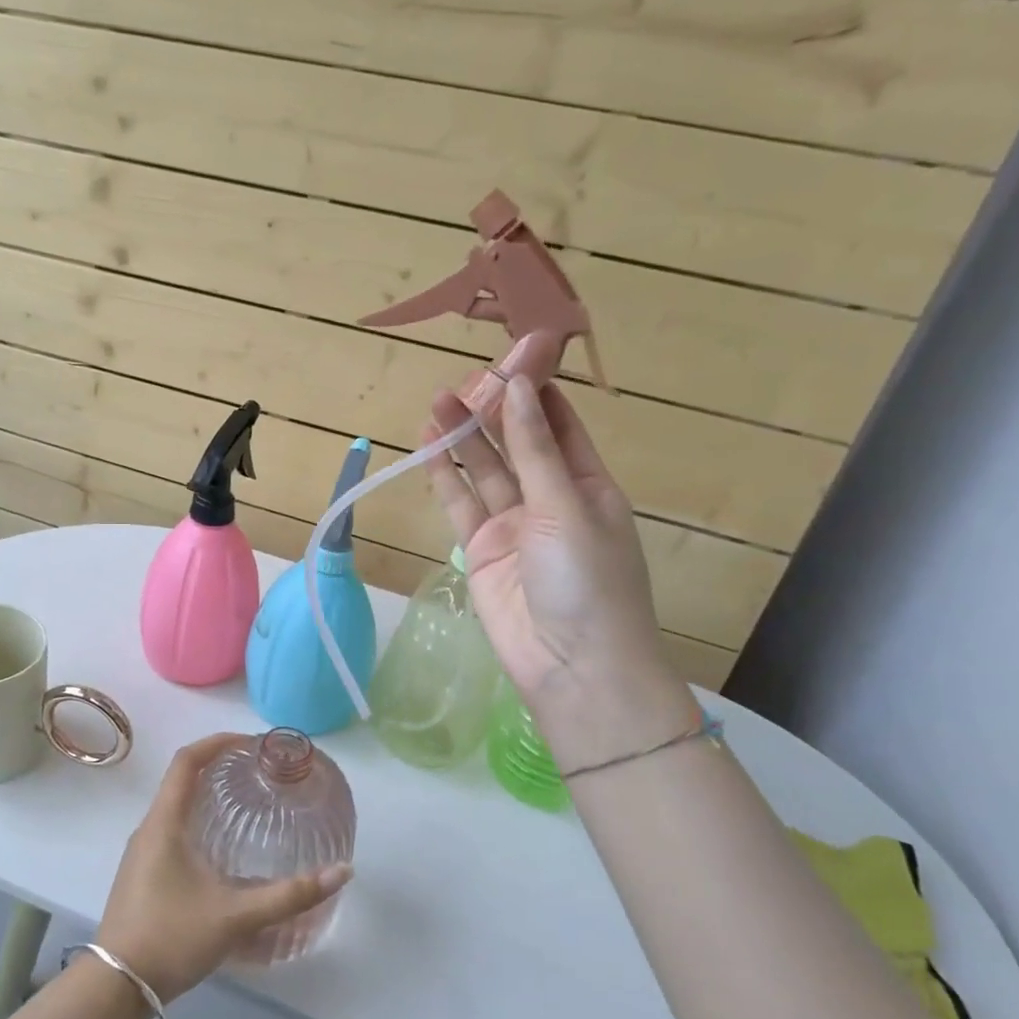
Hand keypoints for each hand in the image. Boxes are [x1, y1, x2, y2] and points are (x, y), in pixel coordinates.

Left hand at [94, 734, 352, 1001]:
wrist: (115, 987)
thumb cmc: (171, 938)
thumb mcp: (236, 916)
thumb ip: (289, 895)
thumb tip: (341, 872)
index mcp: (164, 823)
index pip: (186, 761)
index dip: (217, 742)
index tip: (250, 743)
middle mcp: (149, 829)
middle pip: (181, 779)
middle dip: (217, 766)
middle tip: (256, 771)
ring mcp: (142, 852)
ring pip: (175, 806)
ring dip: (206, 795)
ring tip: (244, 802)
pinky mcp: (143, 874)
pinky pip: (171, 829)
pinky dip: (198, 820)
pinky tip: (221, 848)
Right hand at [425, 377, 700, 767]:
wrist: (571, 665)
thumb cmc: (588, 581)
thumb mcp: (567, 506)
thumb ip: (536, 449)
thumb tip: (519, 386)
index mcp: (589, 484)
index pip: (558, 424)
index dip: (536, 389)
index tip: (511, 352)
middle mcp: (551, 499)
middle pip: (517, 442)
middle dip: (493, 409)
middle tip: (463, 375)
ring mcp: (514, 524)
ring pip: (485, 470)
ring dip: (464, 437)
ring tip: (437, 399)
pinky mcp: (482, 549)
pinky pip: (462, 503)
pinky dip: (446, 475)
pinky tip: (429, 444)